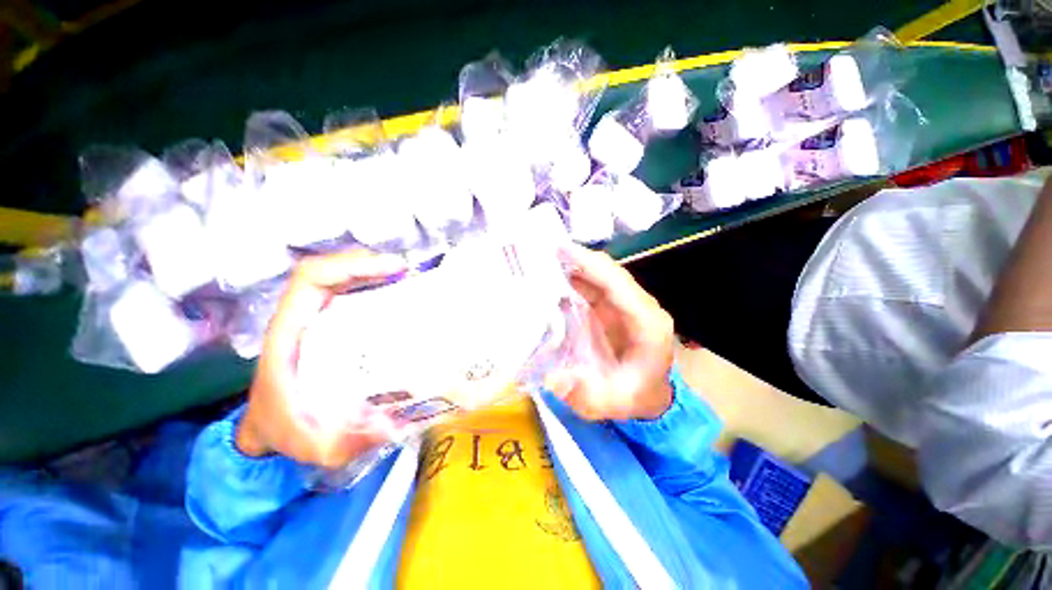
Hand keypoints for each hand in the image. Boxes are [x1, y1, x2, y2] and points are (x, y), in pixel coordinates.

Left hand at [235, 249, 406, 467]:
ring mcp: (318, 319)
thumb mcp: (312, 446)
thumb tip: (393, 425)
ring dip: (376, 273)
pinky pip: (353, 295)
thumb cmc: (285, 431)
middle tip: (411, 273)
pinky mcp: (332, 325)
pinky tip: (402, 295)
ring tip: (411, 279)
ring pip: (343, 279)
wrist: (268, 429)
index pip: (311, 279)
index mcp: (290, 333)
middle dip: (371, 264)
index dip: (350, 265)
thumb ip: (345, 443)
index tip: (391, 269)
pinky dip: (377, 287)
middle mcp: (304, 318)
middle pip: (332, 270)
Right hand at [546, 244, 674, 420]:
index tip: (561, 250)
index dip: (590, 264)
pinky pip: (592, 286)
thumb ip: (585, 395)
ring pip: (599, 276)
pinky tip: (550, 279)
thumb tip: (553, 379)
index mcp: (648, 323)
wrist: (649, 396)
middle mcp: (639, 306)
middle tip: (541, 251)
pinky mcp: (613, 308)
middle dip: (576, 259)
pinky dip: (572, 279)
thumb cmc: (635, 398)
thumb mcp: (611, 404)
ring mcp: (626, 304)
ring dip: (572, 266)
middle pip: (608, 272)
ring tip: (540, 260)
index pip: (618, 283)